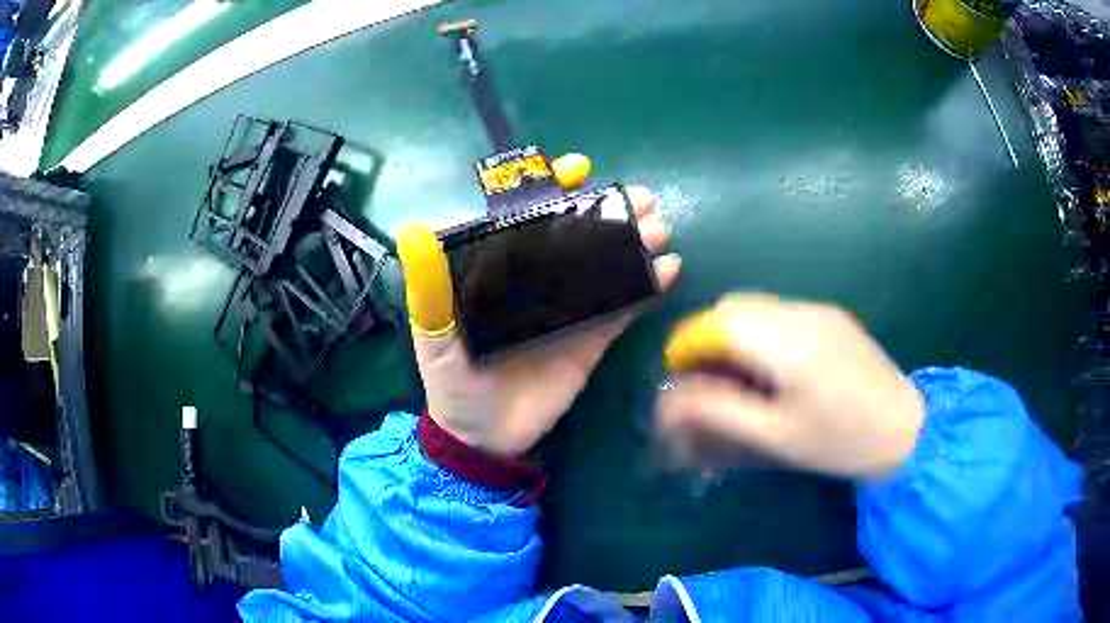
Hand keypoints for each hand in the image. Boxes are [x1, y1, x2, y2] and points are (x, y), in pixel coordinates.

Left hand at [398, 166, 680, 457]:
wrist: (485, 439)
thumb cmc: (452, 383)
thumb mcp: (433, 337)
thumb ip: (429, 289)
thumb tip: (415, 229)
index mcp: (499, 272)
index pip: (528, 219)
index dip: (552, 191)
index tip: (579, 171)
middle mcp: (537, 282)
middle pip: (576, 236)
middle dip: (609, 211)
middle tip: (642, 199)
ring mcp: (569, 310)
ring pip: (605, 266)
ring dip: (633, 243)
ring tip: (658, 229)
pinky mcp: (592, 339)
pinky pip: (622, 308)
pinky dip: (645, 289)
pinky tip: (668, 271)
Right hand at [658, 294, 923, 478]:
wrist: (904, 428)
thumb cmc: (839, 442)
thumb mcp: (774, 436)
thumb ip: (719, 412)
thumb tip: (671, 398)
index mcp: (786, 343)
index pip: (717, 324)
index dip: (687, 346)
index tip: (679, 378)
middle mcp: (800, 312)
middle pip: (733, 306)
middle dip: (707, 337)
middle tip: (705, 379)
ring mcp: (819, 309)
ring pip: (756, 306)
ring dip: (733, 332)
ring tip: (736, 375)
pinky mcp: (831, 316)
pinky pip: (779, 312)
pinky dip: (759, 331)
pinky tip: (771, 367)